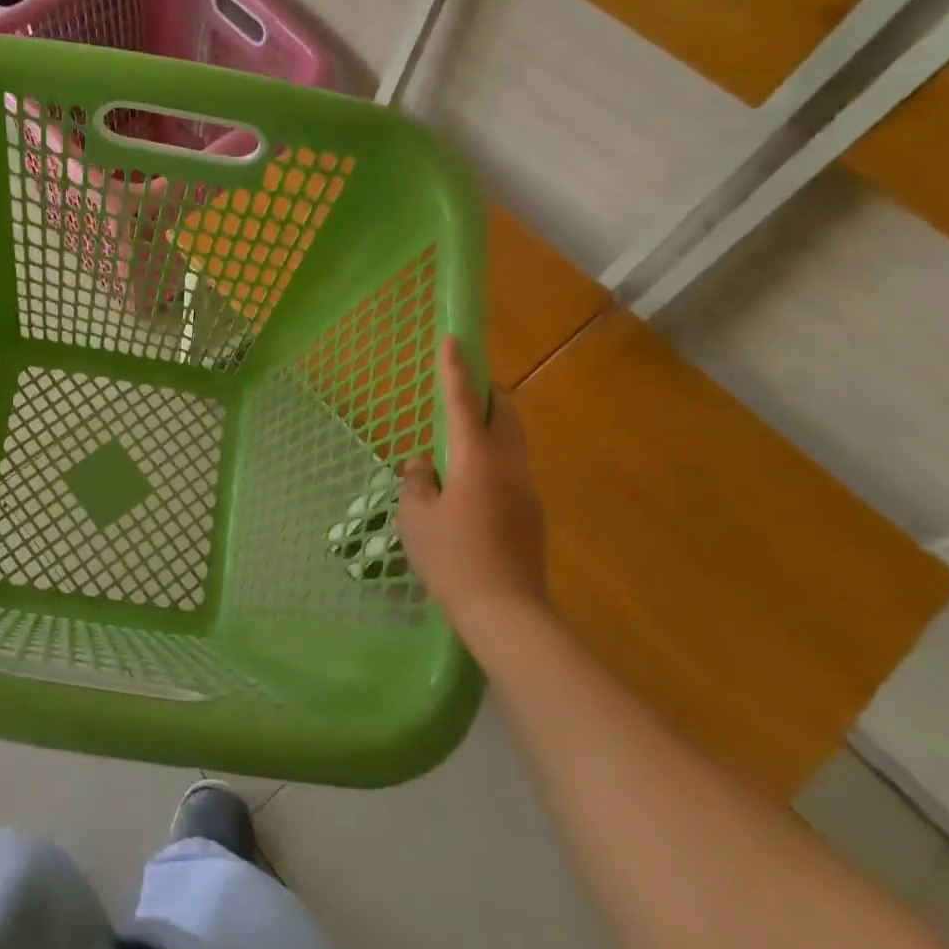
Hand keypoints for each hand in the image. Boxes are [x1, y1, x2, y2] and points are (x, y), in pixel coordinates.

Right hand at [399, 335, 548, 633]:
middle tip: (459, 391)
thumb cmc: (451, 559)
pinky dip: (492, 455)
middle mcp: (508, 464)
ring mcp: (526, 487)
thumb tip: (424, 462)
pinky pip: (512, 465)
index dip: (455, 368)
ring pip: (512, 438)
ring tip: (458, 439)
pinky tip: (469, 483)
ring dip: (489, 425)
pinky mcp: (532, 510)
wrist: (506, 611)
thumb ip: (417, 481)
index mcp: (476, 459)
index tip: (452, 338)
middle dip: (485, 392)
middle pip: (504, 411)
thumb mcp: (416, 518)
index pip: (464, 401)